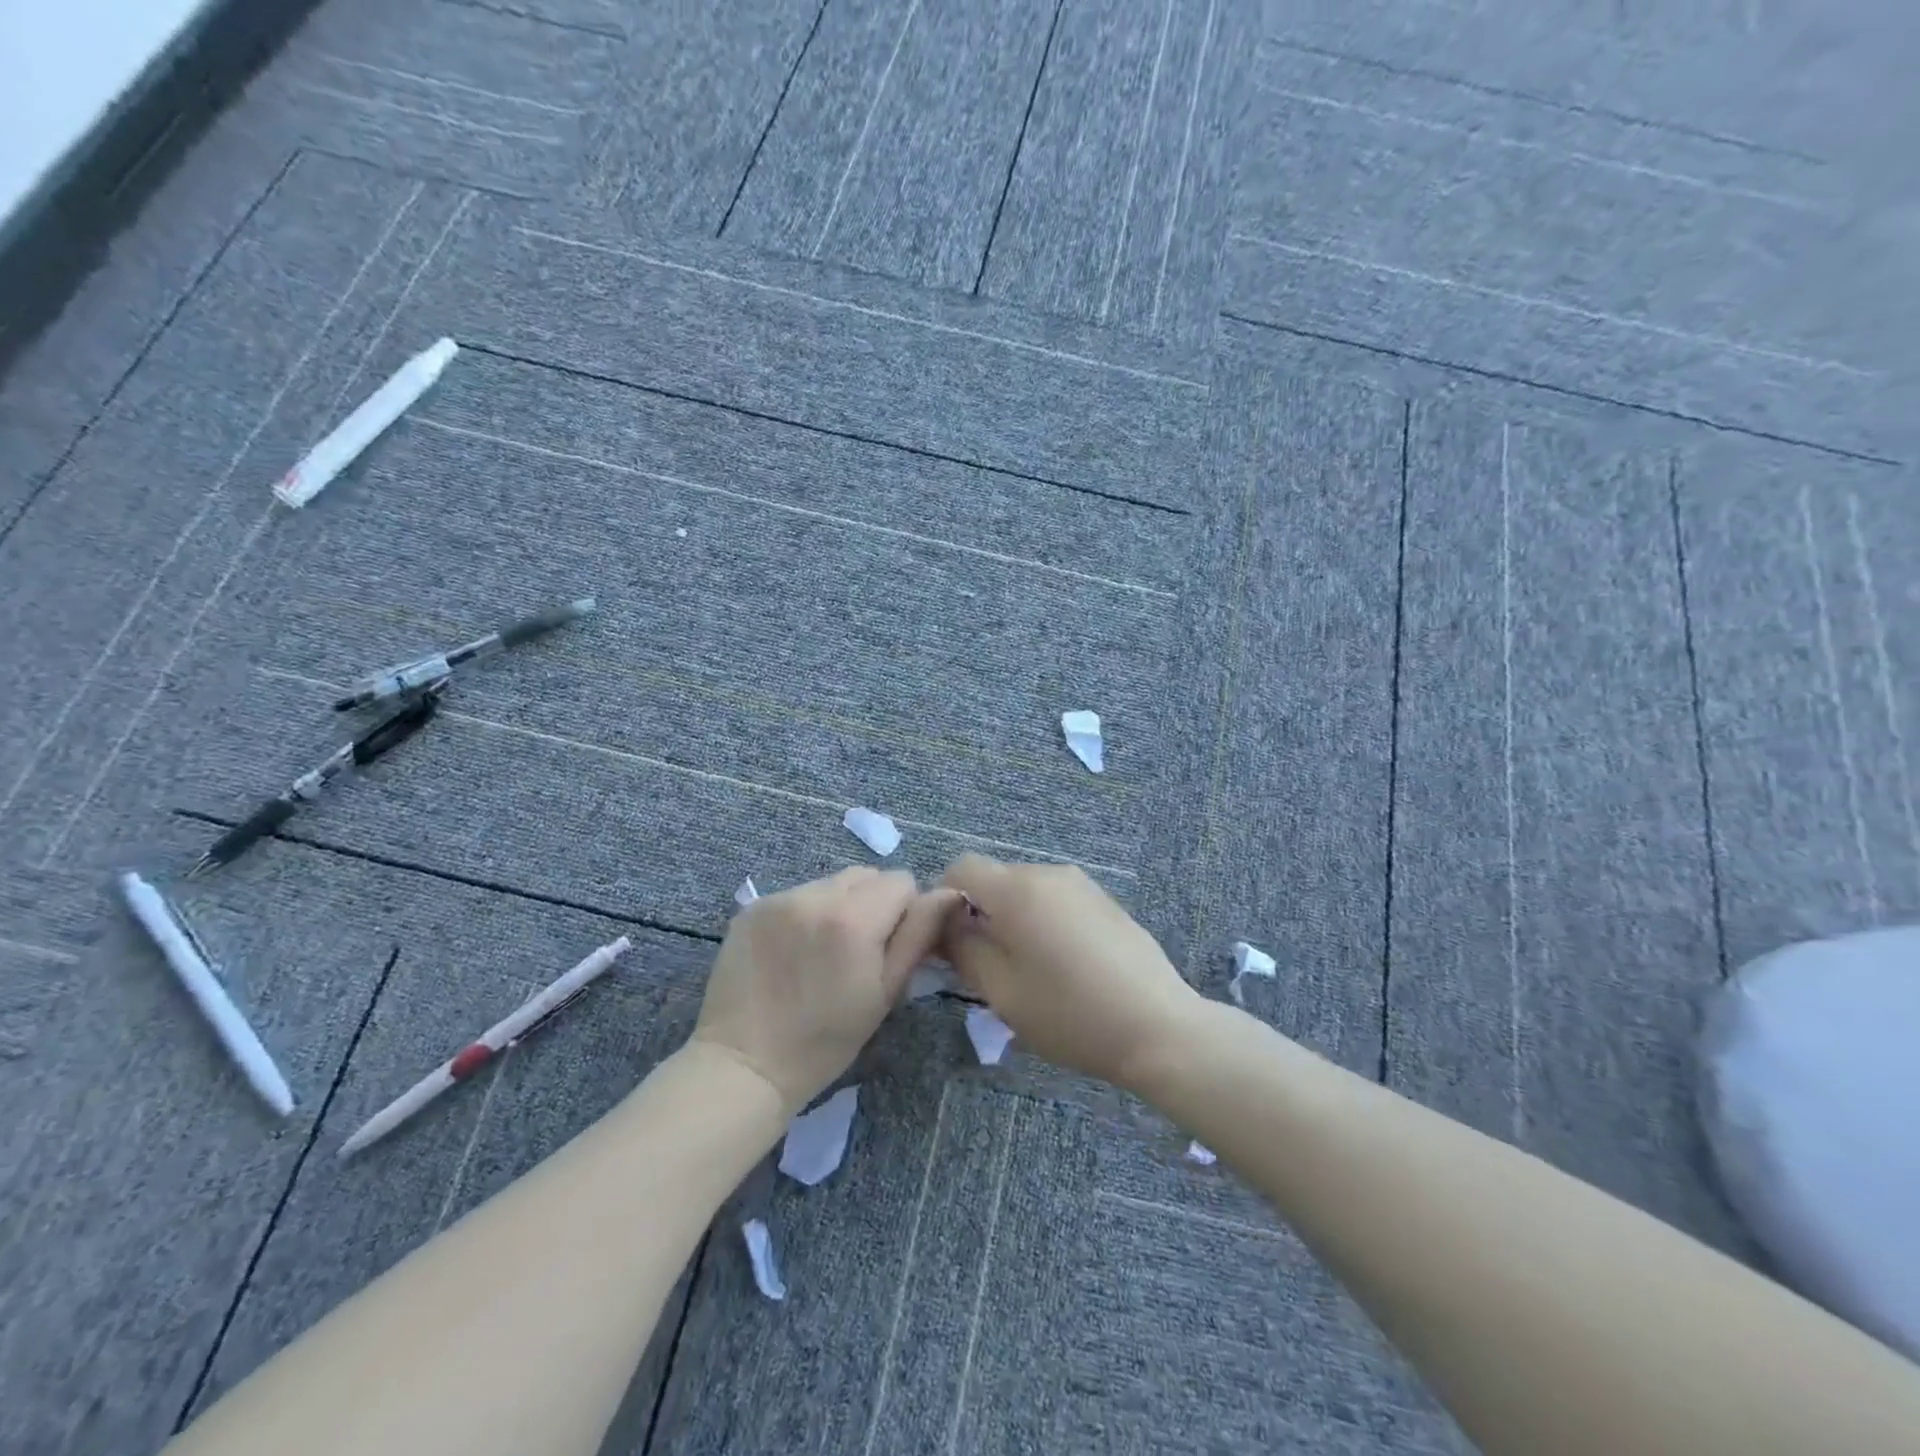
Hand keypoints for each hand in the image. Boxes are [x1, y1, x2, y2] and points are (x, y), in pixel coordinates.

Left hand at [692, 867, 957, 1114]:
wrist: (743, 1065)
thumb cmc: (824, 1042)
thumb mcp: (885, 994)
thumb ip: (918, 937)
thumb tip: (948, 894)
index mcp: (853, 919)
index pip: (901, 881)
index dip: (905, 912)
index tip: (890, 948)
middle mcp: (815, 896)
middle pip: (866, 875)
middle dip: (873, 904)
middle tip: (859, 950)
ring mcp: (779, 898)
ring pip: (831, 882)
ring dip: (840, 906)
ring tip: (823, 951)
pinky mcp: (752, 906)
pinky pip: (797, 894)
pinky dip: (806, 913)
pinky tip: (793, 952)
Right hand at [939, 855, 1201, 1090]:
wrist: (1157, 1026)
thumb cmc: (1069, 1013)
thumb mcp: (1001, 990)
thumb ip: (963, 948)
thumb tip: (946, 923)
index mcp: (1017, 889)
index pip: (962, 866)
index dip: (945, 898)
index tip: (953, 941)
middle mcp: (1048, 873)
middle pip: (995, 878)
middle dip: (981, 912)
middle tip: (989, 964)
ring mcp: (1081, 884)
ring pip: (1026, 889)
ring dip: (1014, 918)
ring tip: (1031, 969)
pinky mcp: (1105, 900)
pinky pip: (1056, 899)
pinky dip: (1044, 921)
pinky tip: (1066, 965)